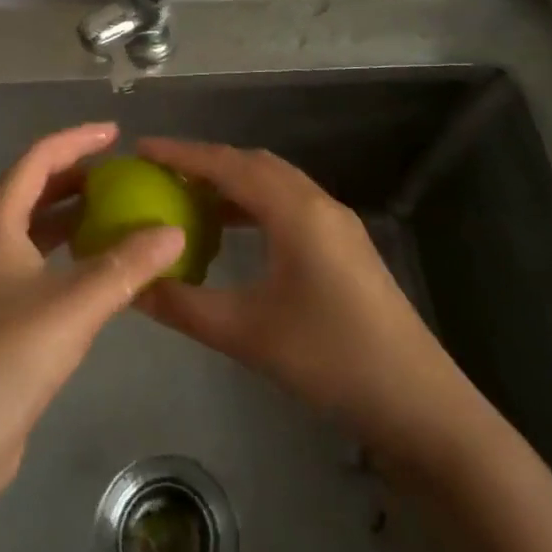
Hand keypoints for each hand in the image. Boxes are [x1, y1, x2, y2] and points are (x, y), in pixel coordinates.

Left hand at [0, 123, 184, 487]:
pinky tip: (97, 267)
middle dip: (75, 175)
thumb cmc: (8, 357)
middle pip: (32, 190)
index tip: (115, 134)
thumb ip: (127, 265)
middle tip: (119, 172)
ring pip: (34, 229)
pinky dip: (67, 252)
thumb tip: (174, 231)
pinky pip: (36, 262)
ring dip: (72, 214)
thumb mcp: (75, 304)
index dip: (76, 141)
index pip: (37, 160)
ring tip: (115, 210)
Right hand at [135, 138, 467, 458]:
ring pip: (275, 183)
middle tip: (161, 174)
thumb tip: (132, 287)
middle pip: (253, 164)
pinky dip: (255, 205)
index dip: (182, 154)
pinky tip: (235, 235)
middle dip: (206, 162)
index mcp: (295, 211)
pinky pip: (290, 205)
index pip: (228, 164)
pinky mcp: (346, 246)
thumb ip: (184, 305)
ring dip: (232, 183)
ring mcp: (337, 223)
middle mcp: (317, 203)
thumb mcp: (246, 333)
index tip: (141, 148)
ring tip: (190, 200)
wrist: (419, 403)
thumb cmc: (330, 359)